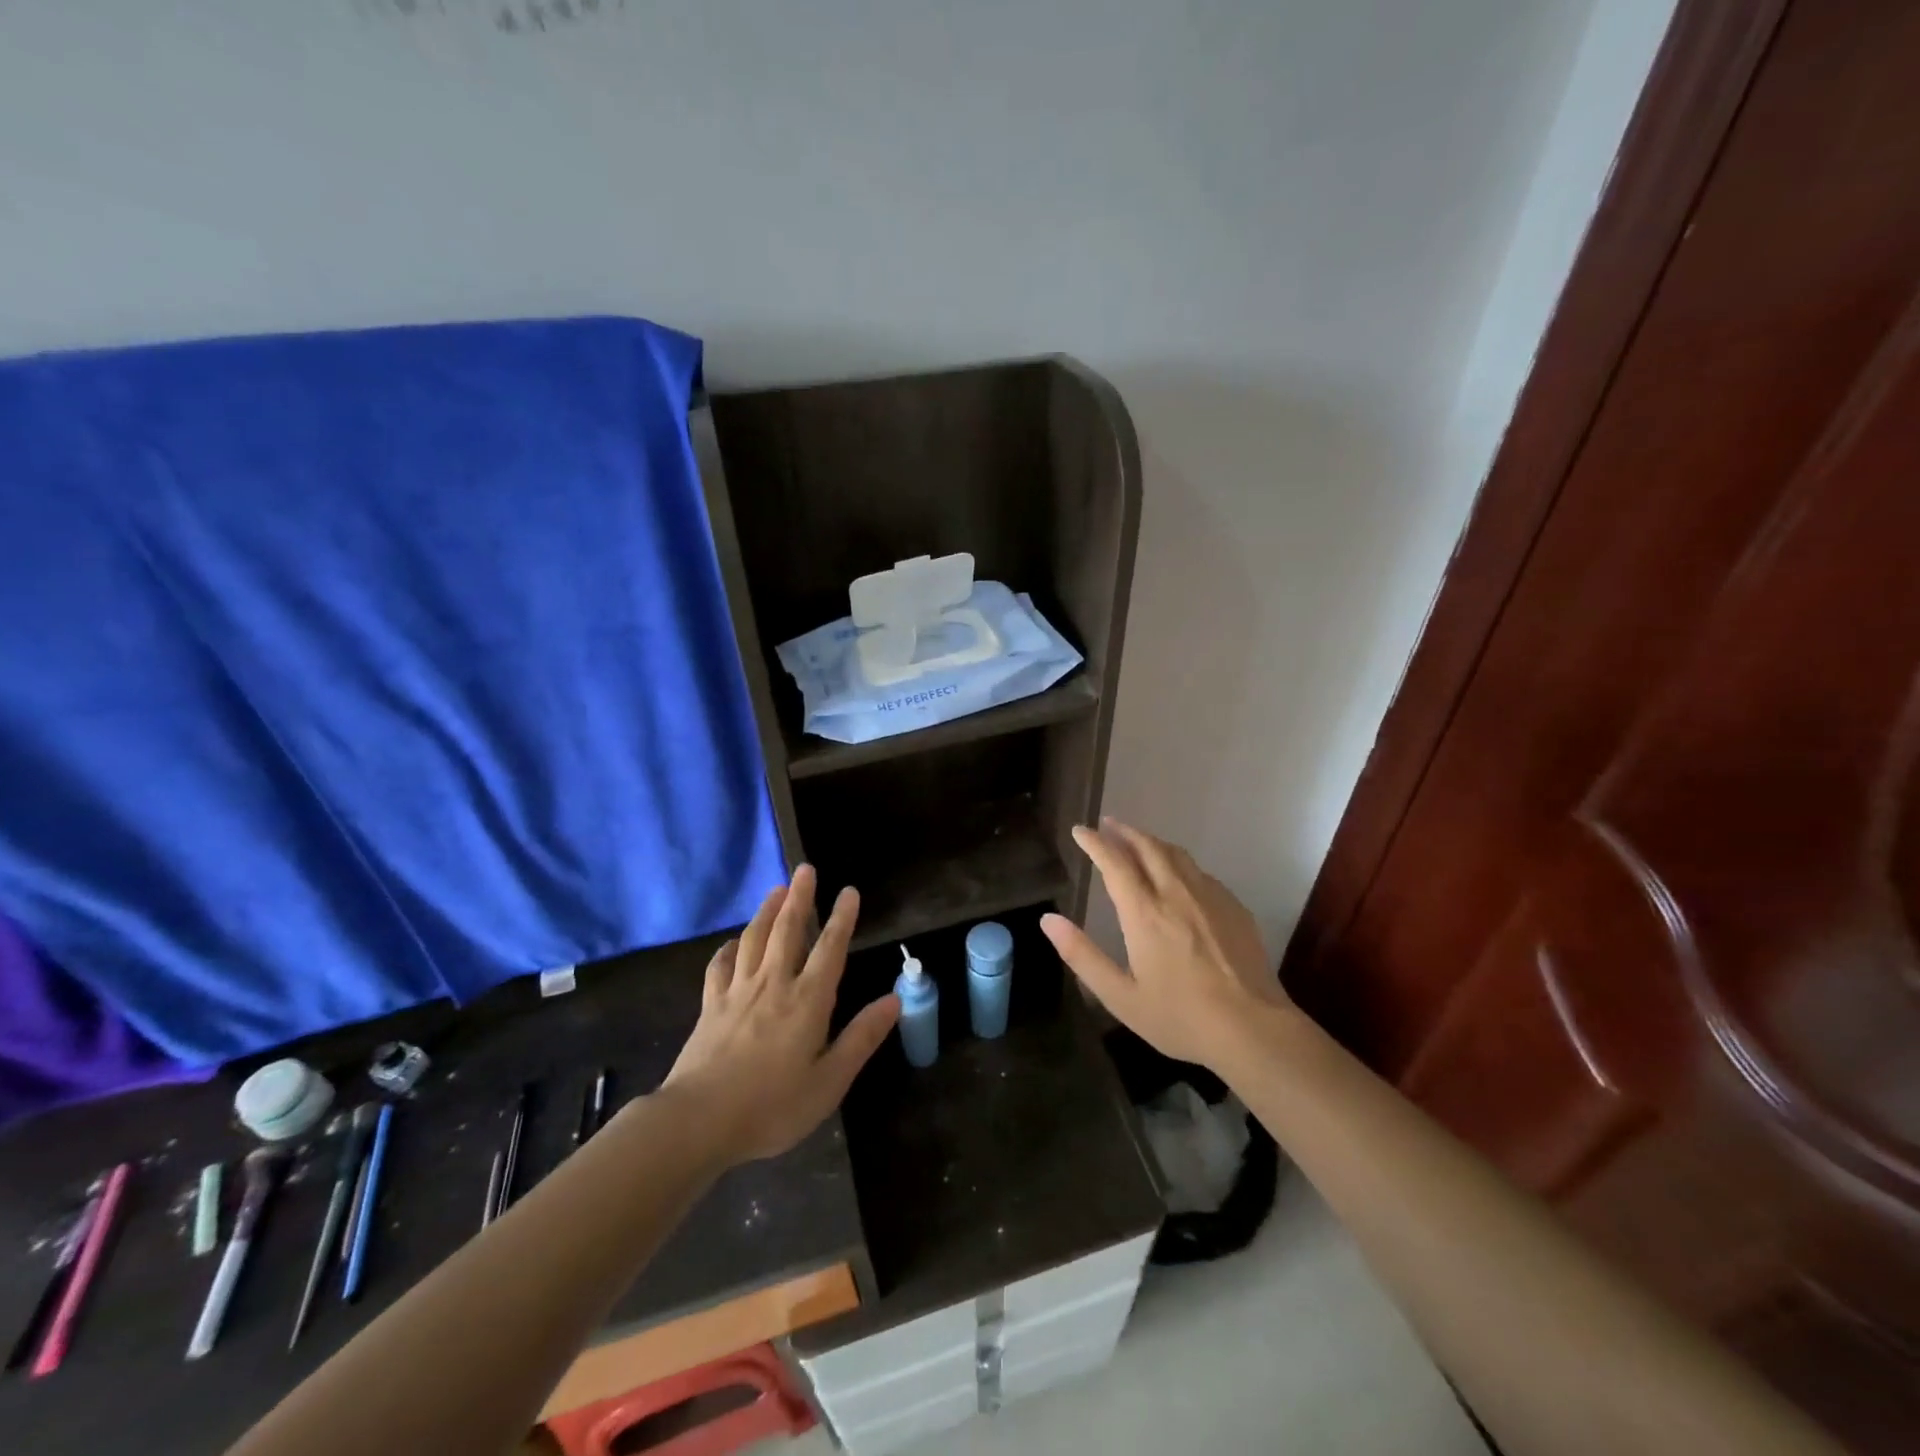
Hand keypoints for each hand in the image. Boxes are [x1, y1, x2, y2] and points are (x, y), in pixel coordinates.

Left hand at [662, 865, 899, 1164]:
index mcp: (807, 1001)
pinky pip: (719, 966)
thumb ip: (861, 1037)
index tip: (849, 890)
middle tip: (805, 869)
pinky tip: (733, 942)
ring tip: (776, 889)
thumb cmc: (772, 1106)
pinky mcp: (709, 1006)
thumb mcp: (829, 1082)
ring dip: (767, 911)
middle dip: (799, 897)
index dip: (841, 918)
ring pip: (754, 939)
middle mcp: (773, 985)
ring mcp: (737, 992)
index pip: (829, 949)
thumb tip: (894, 999)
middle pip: (787, 930)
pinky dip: (728, 948)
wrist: (698, 1121)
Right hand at [1042, 818, 1291, 1071]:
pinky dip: (1179, 862)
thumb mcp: (1120, 996)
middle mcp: (1176, 894)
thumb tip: (1048, 920)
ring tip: (1138, 841)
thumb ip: (1082, 955)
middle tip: (1108, 824)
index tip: (1080, 830)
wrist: (1253, 1029)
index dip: (1095, 843)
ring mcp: (1209, 897)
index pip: (1115, 862)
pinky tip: (1179, 875)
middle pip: (1148, 847)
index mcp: (1145, 913)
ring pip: (1177, 854)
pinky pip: (1200, 872)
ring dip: (1152, 841)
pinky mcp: (1234, 907)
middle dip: (1124, 831)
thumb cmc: (1180, 1017)